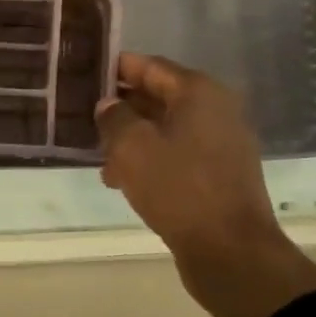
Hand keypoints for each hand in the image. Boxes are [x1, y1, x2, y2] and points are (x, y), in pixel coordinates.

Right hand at [96, 53, 315, 316]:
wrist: (229, 250)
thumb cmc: (178, 188)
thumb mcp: (132, 147)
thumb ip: (114, 118)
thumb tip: (109, 105)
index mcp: (199, 92)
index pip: (151, 66)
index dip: (118, 68)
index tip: (88, 72)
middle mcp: (216, 110)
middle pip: (160, 97)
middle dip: (123, 107)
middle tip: (86, 115)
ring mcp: (222, 143)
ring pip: (167, 129)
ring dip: (133, 139)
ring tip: (100, 157)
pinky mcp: (220, 174)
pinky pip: (178, 155)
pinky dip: (152, 160)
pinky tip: (124, 180)